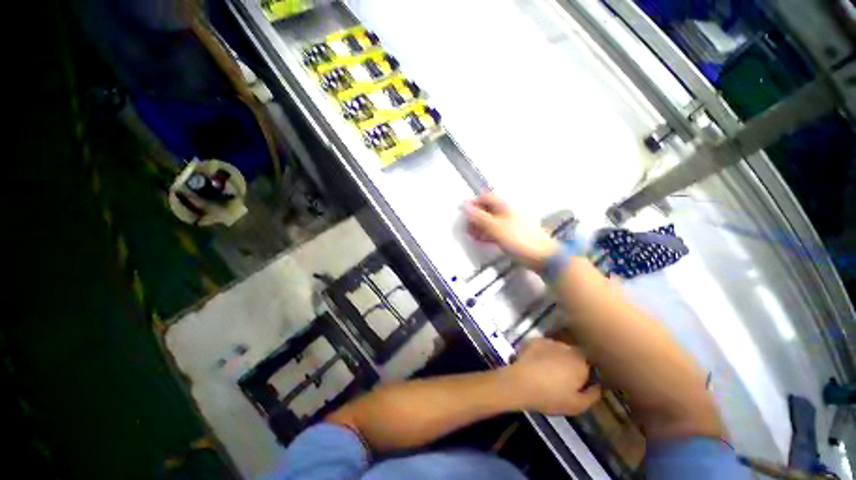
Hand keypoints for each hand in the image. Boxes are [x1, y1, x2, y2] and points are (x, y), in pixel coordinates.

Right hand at [463, 192, 558, 270]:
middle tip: (467, 226)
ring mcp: (510, 223)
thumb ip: (479, 217)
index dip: (473, 202)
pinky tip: (483, 240)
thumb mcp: (495, 227)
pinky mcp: (512, 235)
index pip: (485, 197)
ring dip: (480, 226)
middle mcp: (507, 212)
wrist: (541, 256)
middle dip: (475, 216)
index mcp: (504, 206)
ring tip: (472, 234)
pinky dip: (487, 233)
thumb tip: (465, 206)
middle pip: (487, 209)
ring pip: (490, 220)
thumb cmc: (519, 240)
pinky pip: (496, 230)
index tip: (464, 212)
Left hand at [505, 338, 600, 415]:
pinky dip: (542, 352)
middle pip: (574, 353)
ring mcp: (548, 341)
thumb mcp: (578, 405)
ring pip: (558, 348)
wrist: (521, 382)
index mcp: (581, 361)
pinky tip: (537, 362)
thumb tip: (598, 386)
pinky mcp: (533, 340)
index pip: (591, 361)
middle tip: (565, 376)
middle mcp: (566, 347)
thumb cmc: (551, 396)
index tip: (584, 379)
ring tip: (549, 369)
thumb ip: (593, 394)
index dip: (588, 370)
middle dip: (572, 362)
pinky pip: (543, 345)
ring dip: (557, 356)